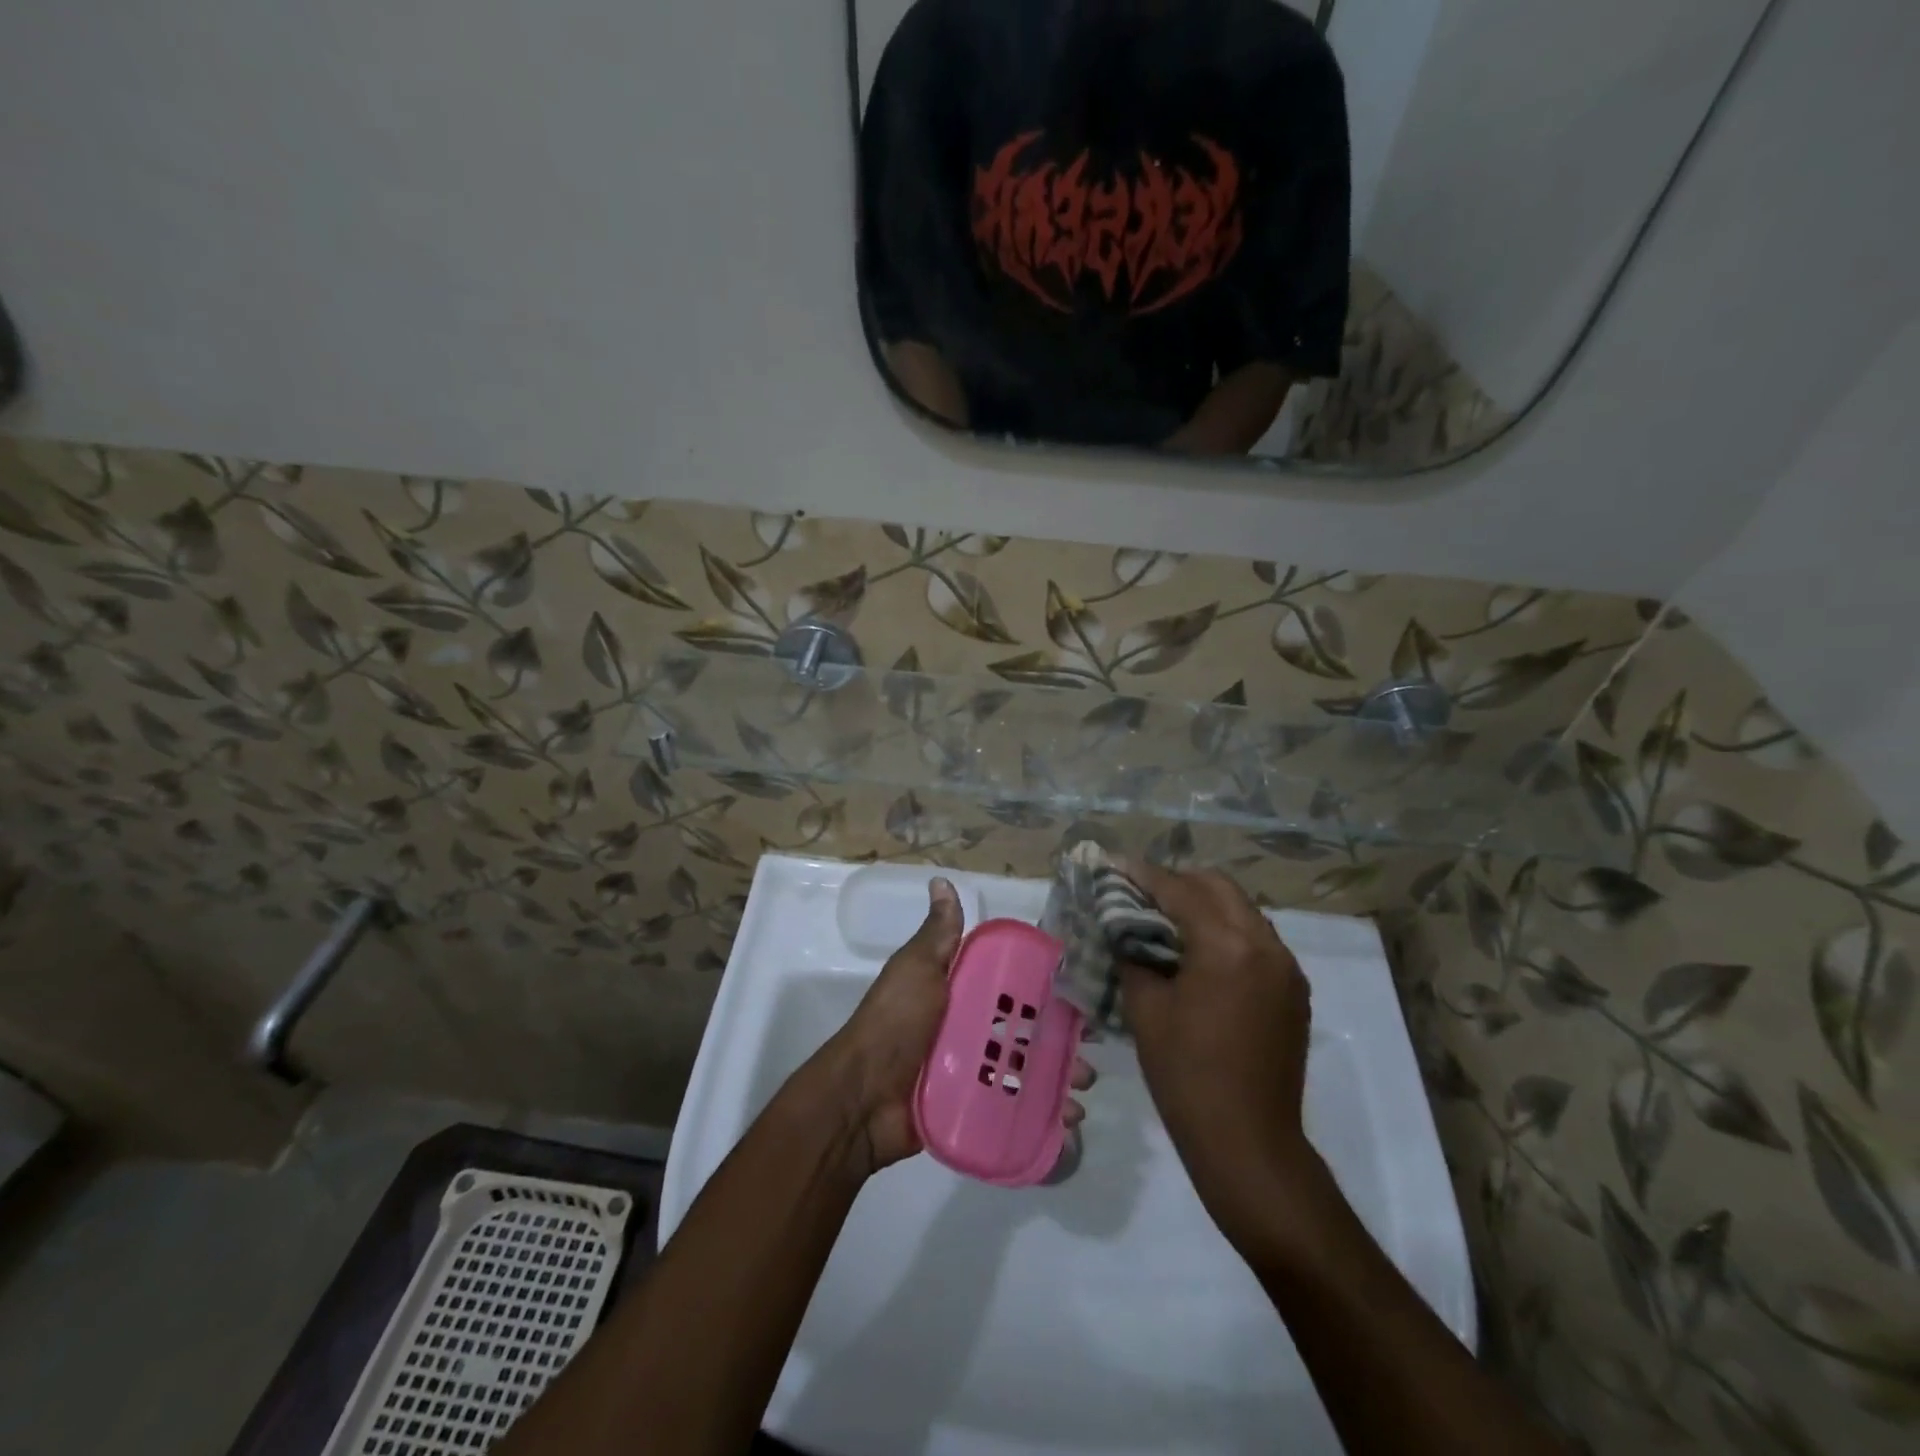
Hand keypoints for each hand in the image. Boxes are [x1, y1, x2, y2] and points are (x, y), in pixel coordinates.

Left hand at [819, 877, 1095, 1175]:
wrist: (862, 1098)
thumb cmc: (895, 1024)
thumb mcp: (916, 970)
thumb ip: (937, 934)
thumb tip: (941, 880)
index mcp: (961, 993)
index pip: (1011, 983)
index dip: (1044, 982)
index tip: (1081, 983)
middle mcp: (971, 1029)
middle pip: (1027, 1028)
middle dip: (1061, 1035)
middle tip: (1092, 1043)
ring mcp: (974, 1072)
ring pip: (1028, 1070)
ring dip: (1060, 1076)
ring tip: (1084, 1085)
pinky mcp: (975, 1109)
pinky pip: (1016, 1108)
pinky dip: (1044, 1114)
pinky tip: (1070, 1119)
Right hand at [1119, 864, 1313, 1245]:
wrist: (1249, 1142)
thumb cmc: (1187, 1075)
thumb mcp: (1146, 1009)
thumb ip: (1134, 956)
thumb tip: (1125, 930)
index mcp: (1228, 946)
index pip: (1181, 891)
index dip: (1144, 876)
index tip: (1116, 866)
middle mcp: (1266, 945)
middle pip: (1219, 888)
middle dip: (1179, 882)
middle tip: (1141, 892)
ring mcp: (1286, 968)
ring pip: (1242, 911)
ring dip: (1205, 905)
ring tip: (1167, 920)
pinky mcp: (1294, 991)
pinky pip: (1257, 940)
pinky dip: (1227, 931)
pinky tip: (1200, 953)